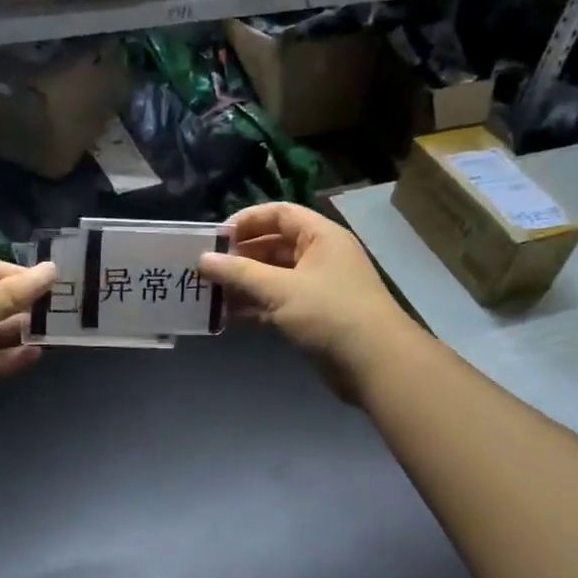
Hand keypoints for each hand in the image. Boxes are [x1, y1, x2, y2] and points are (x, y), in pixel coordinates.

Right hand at [198, 202, 415, 393]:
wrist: (375, 364)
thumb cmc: (330, 314)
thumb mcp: (281, 289)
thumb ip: (239, 273)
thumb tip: (202, 259)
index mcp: (320, 236)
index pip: (279, 214)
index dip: (246, 220)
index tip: (215, 238)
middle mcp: (320, 255)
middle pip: (273, 245)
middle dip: (240, 256)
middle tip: (206, 269)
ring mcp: (318, 287)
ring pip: (273, 276)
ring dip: (244, 283)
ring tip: (210, 294)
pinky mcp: (314, 315)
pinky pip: (278, 301)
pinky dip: (255, 306)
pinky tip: (229, 316)